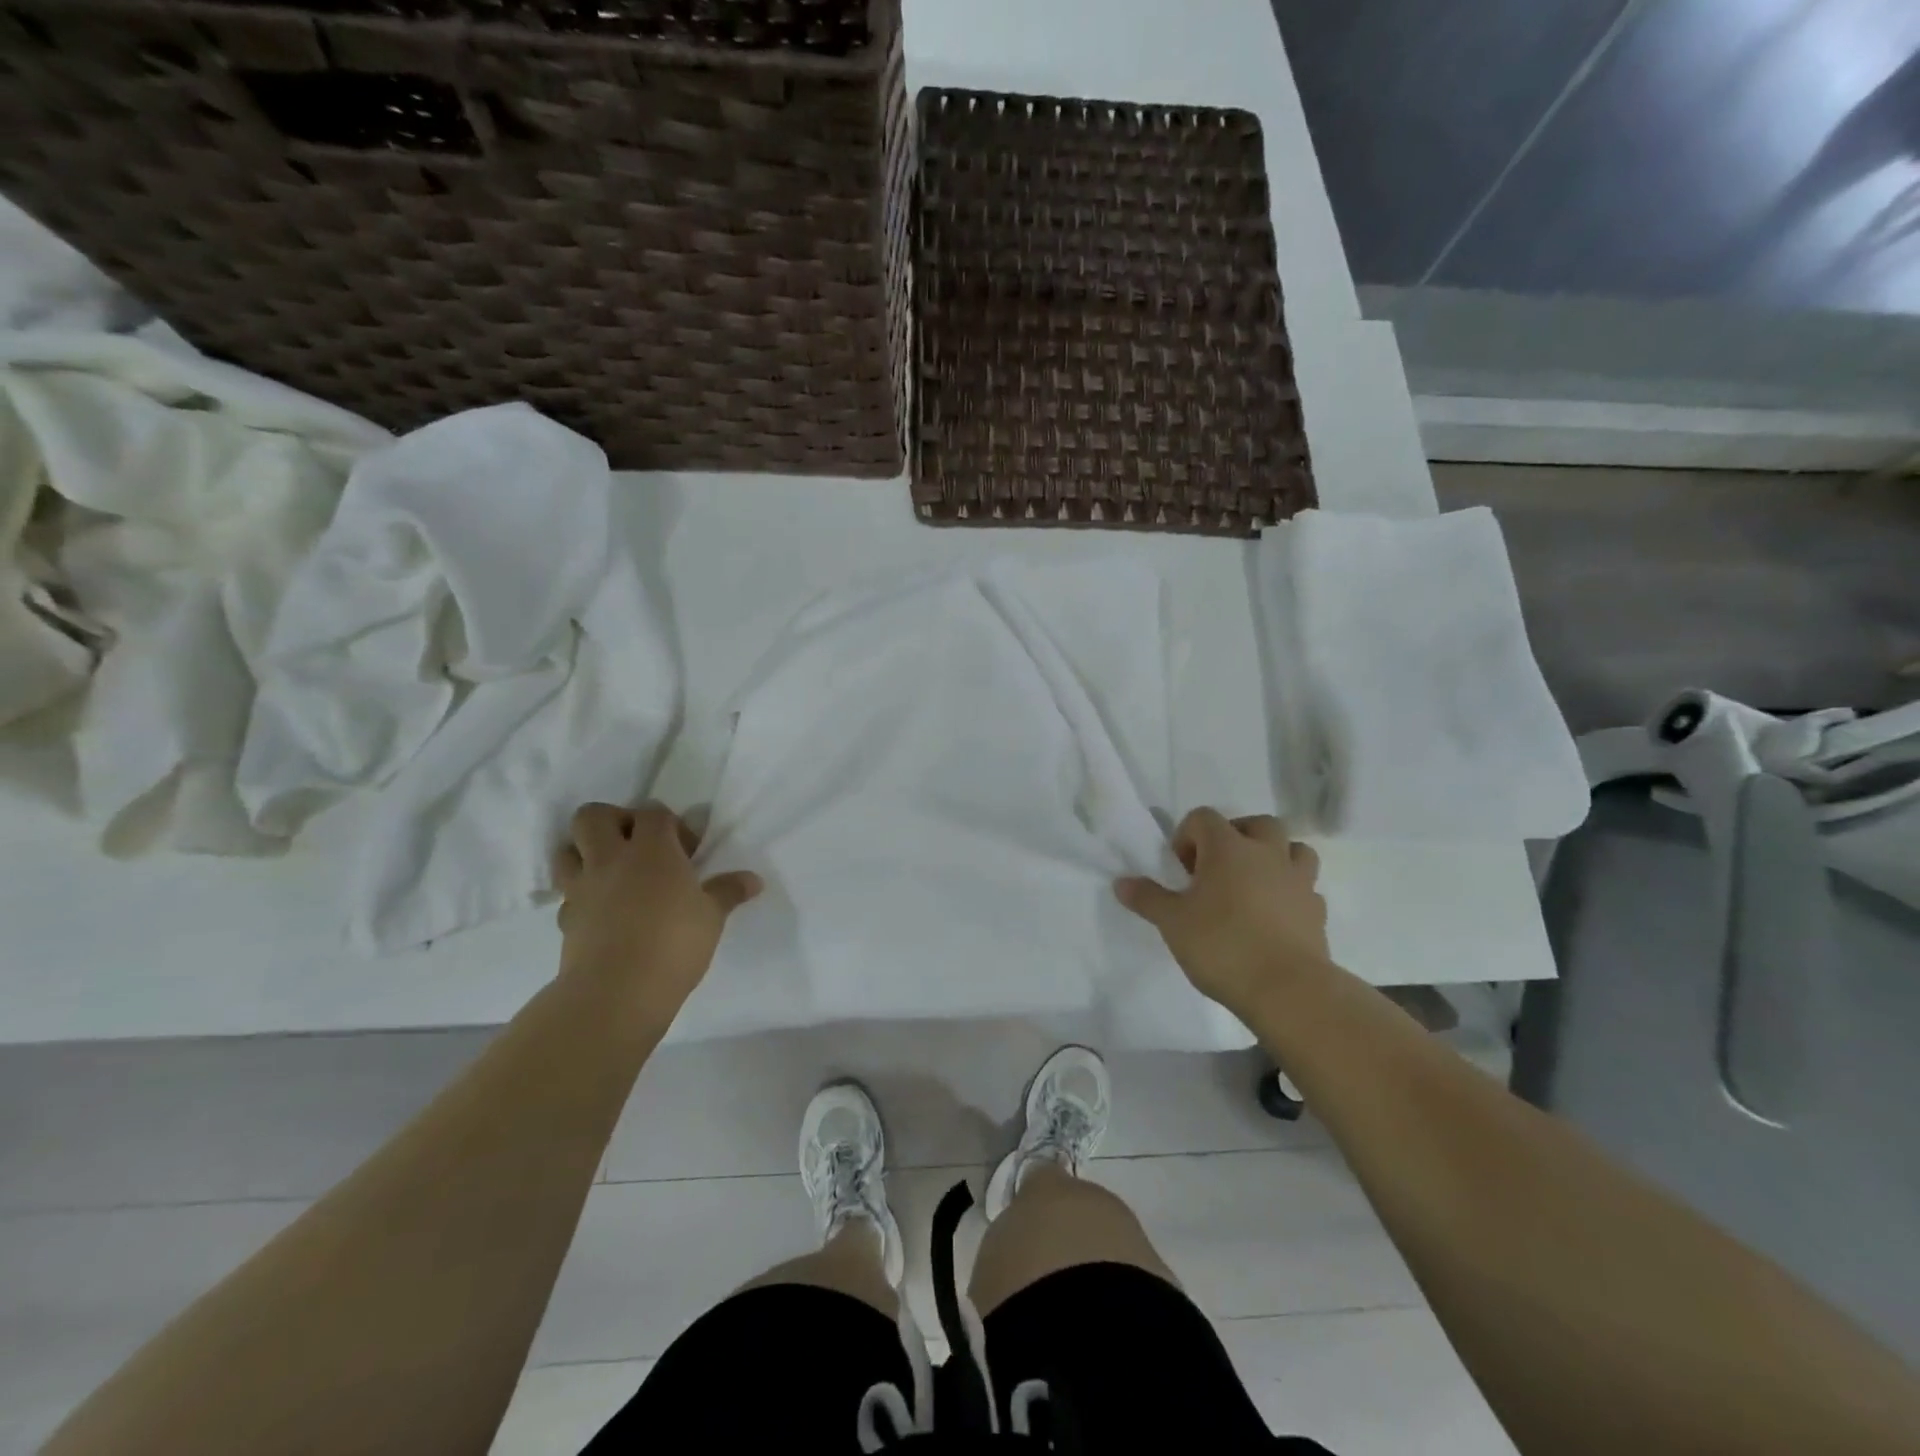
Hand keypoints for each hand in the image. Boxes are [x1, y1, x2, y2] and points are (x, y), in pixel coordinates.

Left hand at [551, 802, 761, 1024]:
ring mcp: (582, 888)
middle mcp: (610, 859)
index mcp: (651, 849)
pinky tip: (602, 911)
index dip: (670, 823)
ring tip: (612, 872)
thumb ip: (728, 892)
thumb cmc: (674, 943)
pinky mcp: (565, 919)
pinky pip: (567, 895)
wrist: (617, 992)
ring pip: (566, 850)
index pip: (653, 813)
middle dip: (613, 820)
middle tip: (637, 844)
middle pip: (593, 816)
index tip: (687, 848)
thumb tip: (753, 880)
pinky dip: (581, 896)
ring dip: (584, 852)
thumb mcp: (712, 916)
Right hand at [1116, 809, 1329, 1020]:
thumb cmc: (1222, 945)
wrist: (1288, 990)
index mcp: (1228, 848)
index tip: (1181, 871)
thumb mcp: (1172, 923)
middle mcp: (1267, 854)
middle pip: (1256, 824)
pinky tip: (1274, 917)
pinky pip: (1305, 888)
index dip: (1186, 837)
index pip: (1203, 817)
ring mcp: (1298, 881)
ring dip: (1273, 857)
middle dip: (1235, 837)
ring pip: (1293, 849)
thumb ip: (1148, 898)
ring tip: (1252, 885)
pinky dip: (1290, 893)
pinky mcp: (1317, 912)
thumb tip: (1121, 882)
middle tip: (1216, 869)